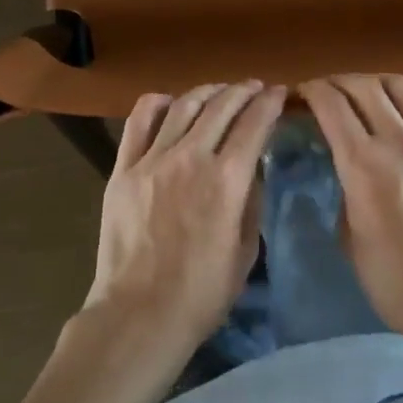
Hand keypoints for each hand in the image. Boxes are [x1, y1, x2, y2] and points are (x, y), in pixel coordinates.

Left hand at [86, 81, 286, 345]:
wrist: (140, 314)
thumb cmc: (201, 293)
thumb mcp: (245, 251)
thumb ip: (251, 202)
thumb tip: (250, 170)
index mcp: (227, 180)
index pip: (254, 124)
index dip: (270, 103)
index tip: (279, 92)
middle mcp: (192, 158)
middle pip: (221, 106)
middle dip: (243, 91)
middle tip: (254, 88)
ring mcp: (153, 159)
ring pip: (184, 106)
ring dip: (208, 92)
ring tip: (220, 91)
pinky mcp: (124, 168)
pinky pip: (139, 121)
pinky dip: (158, 103)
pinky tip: (170, 102)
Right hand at [299, 75, 402, 336]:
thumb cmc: (392, 278)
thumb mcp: (348, 233)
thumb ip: (345, 187)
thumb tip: (347, 165)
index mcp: (362, 164)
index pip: (331, 104)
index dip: (311, 90)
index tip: (302, 94)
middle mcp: (398, 141)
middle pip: (364, 86)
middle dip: (340, 82)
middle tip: (330, 92)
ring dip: (380, 82)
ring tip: (371, 92)